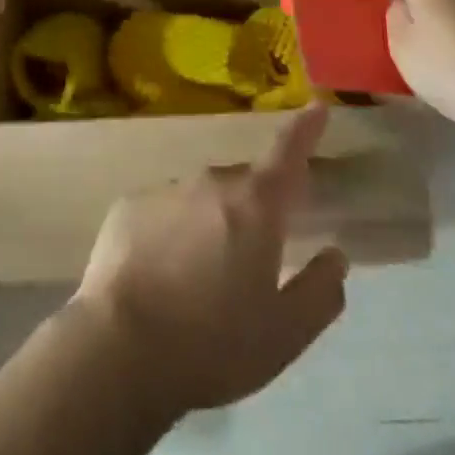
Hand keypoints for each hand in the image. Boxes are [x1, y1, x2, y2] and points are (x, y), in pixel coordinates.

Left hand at [72, 103, 347, 418]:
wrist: (121, 348)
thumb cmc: (213, 344)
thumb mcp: (284, 334)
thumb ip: (320, 291)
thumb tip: (334, 255)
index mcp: (255, 205)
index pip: (288, 152)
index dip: (305, 128)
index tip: (317, 107)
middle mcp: (210, 182)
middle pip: (244, 185)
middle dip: (253, 209)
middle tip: (250, 260)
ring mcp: (165, 189)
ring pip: (201, 198)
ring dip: (210, 223)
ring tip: (200, 279)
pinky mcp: (128, 205)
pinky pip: (163, 211)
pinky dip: (170, 233)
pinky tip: (160, 275)